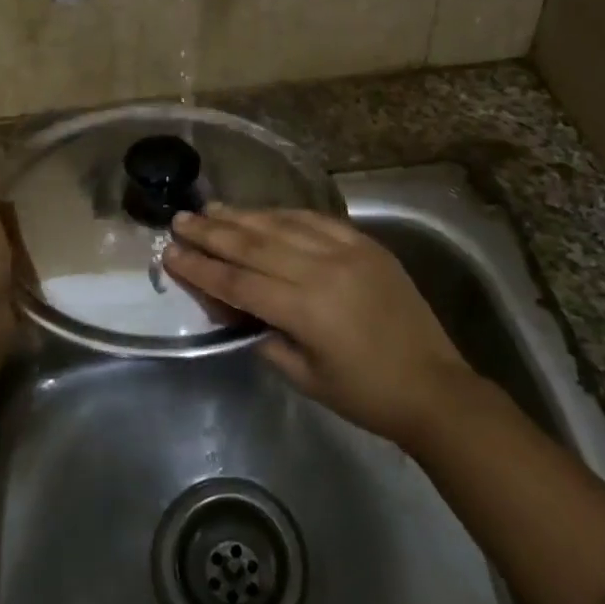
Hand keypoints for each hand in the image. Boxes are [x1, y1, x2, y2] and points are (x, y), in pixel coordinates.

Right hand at [164, 206, 473, 449]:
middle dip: (211, 232)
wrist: (434, 386)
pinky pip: (314, 219)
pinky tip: (260, 212)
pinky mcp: (365, 243)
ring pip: (281, 224)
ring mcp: (347, 250)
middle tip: (180, 220)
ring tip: (209, 209)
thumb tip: (232, 304)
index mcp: (306, 309)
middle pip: (254, 244)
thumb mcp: (303, 377)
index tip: (170, 253)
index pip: (238, 282)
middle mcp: (322, 270)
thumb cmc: (365, 394)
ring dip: (241, 216)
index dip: (200, 268)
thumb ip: (263, 335)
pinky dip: (282, 214)